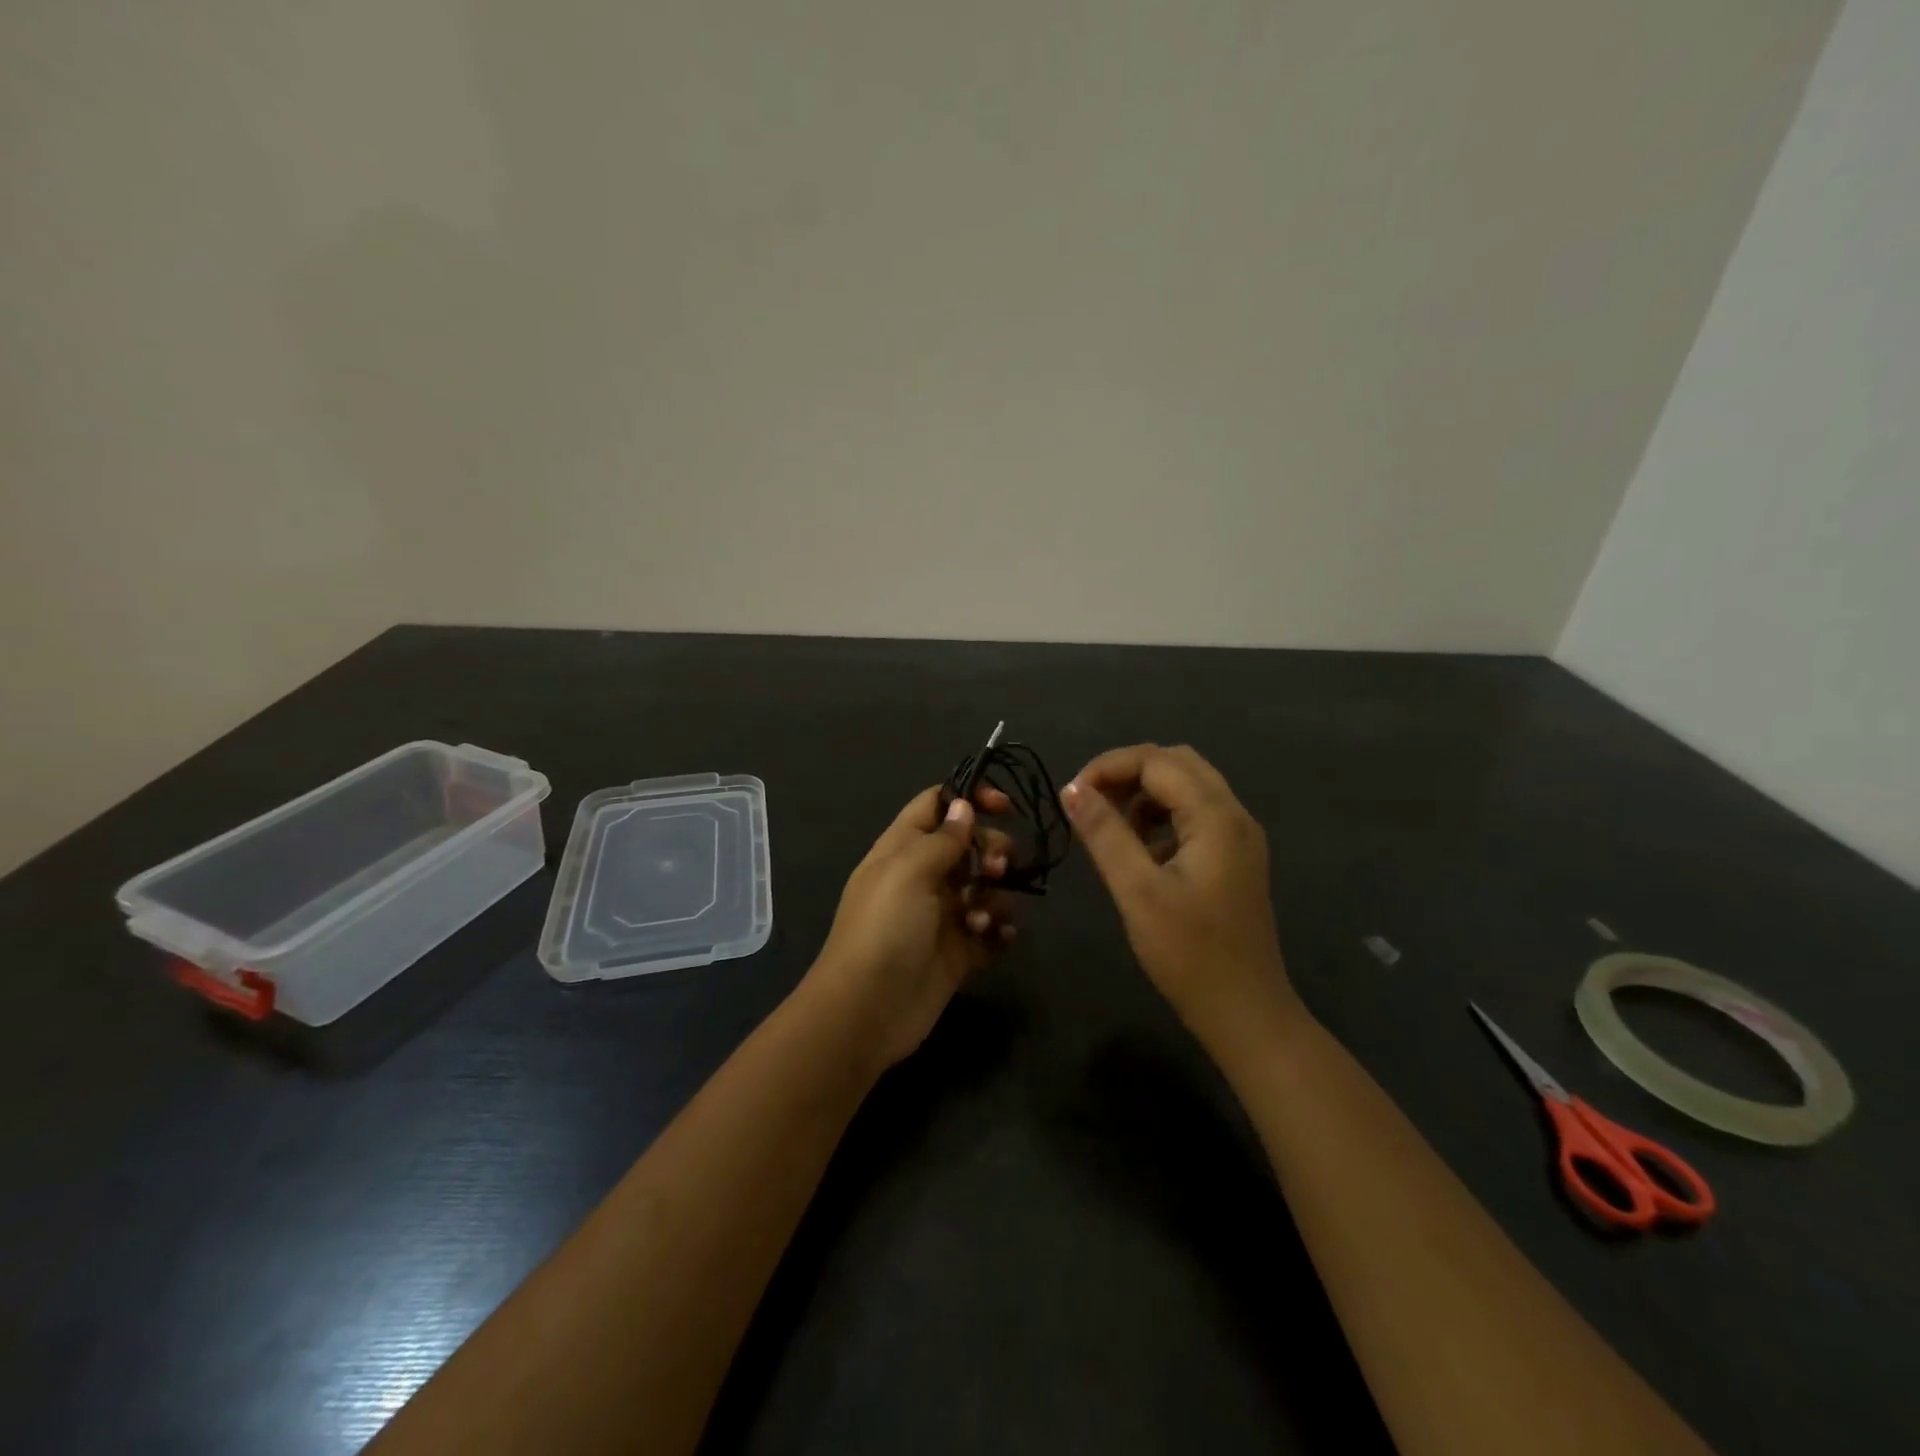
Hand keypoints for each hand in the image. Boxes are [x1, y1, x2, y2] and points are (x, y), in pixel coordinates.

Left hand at [809, 785, 1017, 1070]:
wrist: (868, 1011)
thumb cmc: (884, 929)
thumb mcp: (908, 872)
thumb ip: (942, 839)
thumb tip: (963, 806)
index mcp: (902, 849)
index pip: (936, 805)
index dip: (969, 798)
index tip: (1005, 806)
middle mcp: (923, 876)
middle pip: (969, 845)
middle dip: (992, 849)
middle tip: (997, 868)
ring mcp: (942, 915)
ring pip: (985, 887)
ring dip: (995, 895)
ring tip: (981, 918)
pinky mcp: (959, 951)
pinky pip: (991, 928)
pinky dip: (1000, 928)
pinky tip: (1000, 936)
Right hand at [1063, 744, 1301, 1045]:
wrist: (1246, 1013)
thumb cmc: (1189, 954)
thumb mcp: (1137, 891)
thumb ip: (1105, 834)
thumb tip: (1072, 789)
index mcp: (1216, 816)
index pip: (1156, 761)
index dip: (1108, 767)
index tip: (1071, 797)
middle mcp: (1234, 815)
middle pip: (1177, 763)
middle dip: (1128, 773)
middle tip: (1090, 804)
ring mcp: (1239, 837)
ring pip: (1187, 786)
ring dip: (1145, 793)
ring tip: (1110, 827)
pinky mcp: (1235, 858)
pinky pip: (1196, 814)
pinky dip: (1162, 815)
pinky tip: (1141, 849)